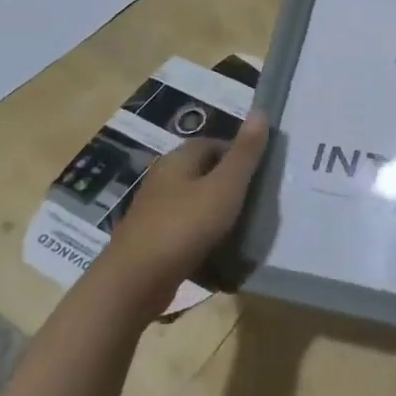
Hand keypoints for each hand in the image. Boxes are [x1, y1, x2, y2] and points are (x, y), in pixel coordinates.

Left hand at [102, 112, 268, 304]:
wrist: (134, 284)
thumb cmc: (184, 226)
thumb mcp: (225, 186)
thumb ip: (245, 153)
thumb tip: (260, 111)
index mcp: (178, 160)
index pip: (214, 143)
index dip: (240, 155)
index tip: (262, 174)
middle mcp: (162, 179)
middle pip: (204, 173)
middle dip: (230, 185)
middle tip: (258, 201)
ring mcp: (154, 212)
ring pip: (195, 204)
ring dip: (217, 214)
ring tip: (244, 228)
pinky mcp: (151, 242)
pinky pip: (186, 232)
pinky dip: (203, 239)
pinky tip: (219, 255)